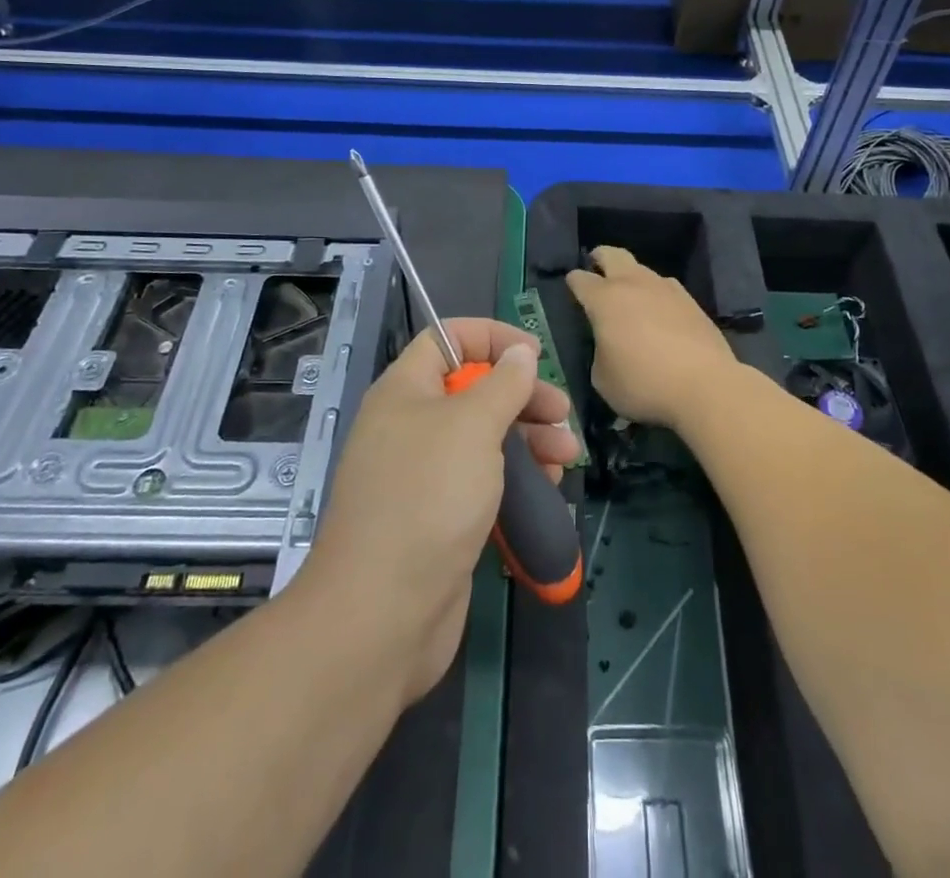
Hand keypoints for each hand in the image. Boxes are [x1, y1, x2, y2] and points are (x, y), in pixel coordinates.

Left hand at [296, 317, 579, 705]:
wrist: (382, 613)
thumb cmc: (429, 497)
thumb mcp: (473, 425)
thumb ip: (503, 383)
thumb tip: (520, 352)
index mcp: (406, 390)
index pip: (448, 338)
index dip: (492, 337)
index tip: (534, 355)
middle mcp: (410, 425)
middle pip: (473, 389)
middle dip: (522, 397)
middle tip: (561, 415)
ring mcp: (423, 475)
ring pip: (483, 438)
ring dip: (529, 440)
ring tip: (567, 457)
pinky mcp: (438, 517)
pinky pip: (482, 482)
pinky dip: (516, 480)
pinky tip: (548, 490)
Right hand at [565, 246, 738, 429]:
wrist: (705, 385)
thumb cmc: (644, 383)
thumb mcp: (603, 379)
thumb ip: (599, 352)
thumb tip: (609, 343)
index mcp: (605, 300)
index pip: (580, 280)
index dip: (573, 282)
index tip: (572, 288)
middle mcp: (633, 284)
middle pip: (612, 255)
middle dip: (600, 257)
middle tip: (596, 266)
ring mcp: (666, 289)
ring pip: (642, 269)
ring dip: (631, 277)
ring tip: (630, 296)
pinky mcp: (691, 301)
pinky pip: (666, 288)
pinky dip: (656, 294)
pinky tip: (659, 311)